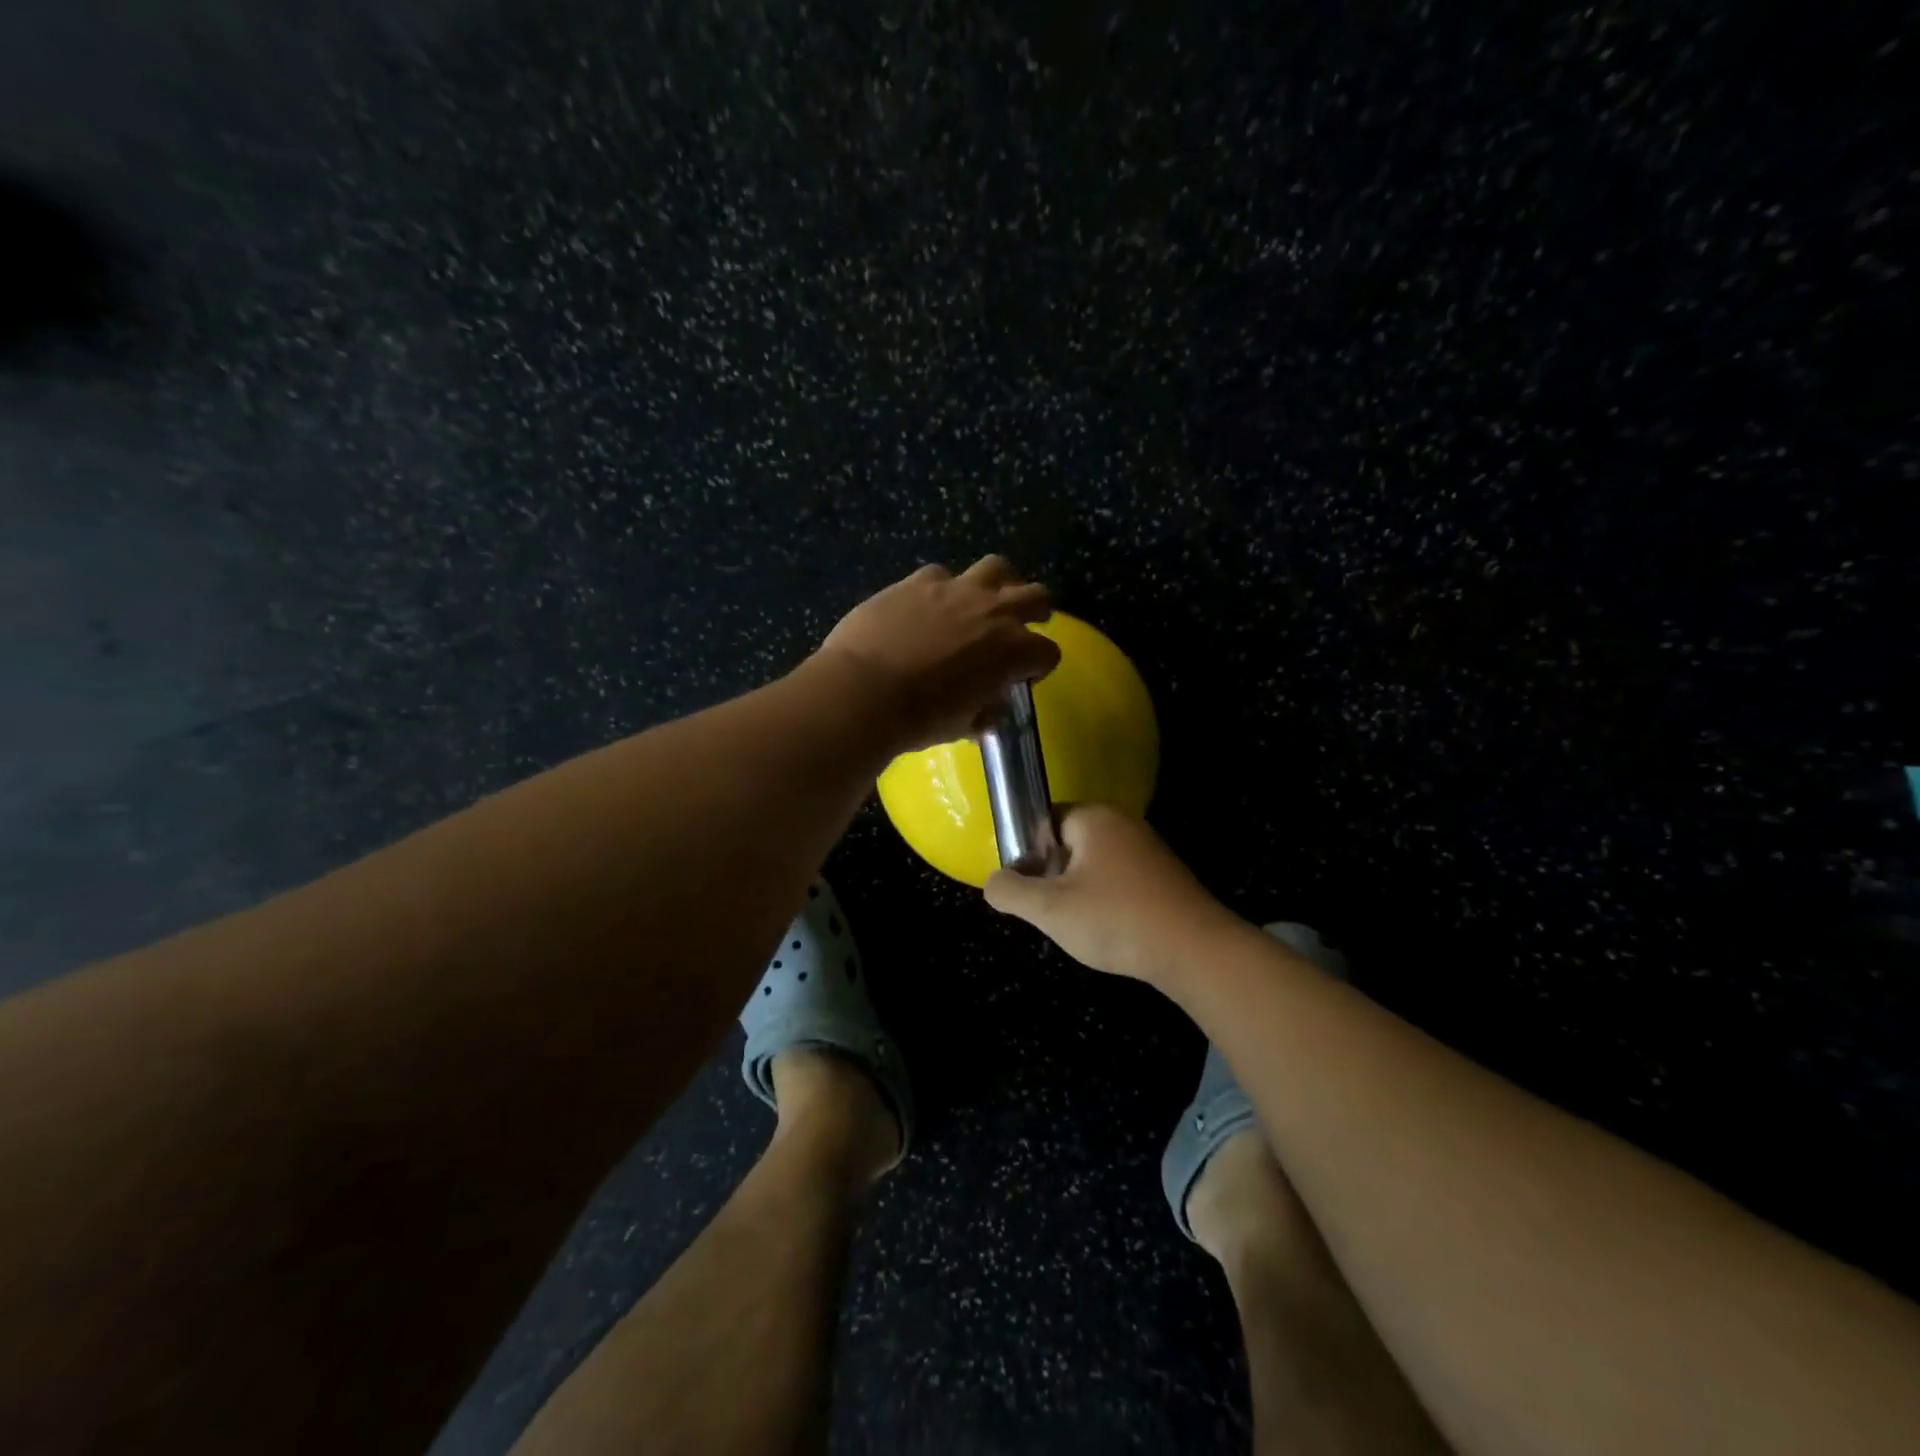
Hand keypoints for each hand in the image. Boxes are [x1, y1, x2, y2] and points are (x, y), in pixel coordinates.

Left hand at [815, 557, 1060, 754]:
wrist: (865, 691)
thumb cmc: (920, 717)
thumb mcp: (963, 725)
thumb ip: (985, 711)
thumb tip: (992, 708)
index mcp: (1013, 650)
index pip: (1048, 652)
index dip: (1039, 666)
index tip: (1023, 678)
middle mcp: (993, 611)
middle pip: (1036, 596)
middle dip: (1035, 611)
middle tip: (1021, 626)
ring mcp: (956, 589)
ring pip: (996, 568)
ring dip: (998, 584)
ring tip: (985, 601)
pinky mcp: (918, 581)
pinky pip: (941, 575)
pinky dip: (943, 589)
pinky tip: (928, 605)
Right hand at [983, 804, 1246, 983]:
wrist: (1196, 952)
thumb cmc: (1115, 920)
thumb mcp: (1049, 909)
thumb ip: (1010, 891)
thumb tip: (993, 882)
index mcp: (1093, 817)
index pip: (1043, 820)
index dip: (1027, 853)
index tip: (1027, 889)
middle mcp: (1122, 823)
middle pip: (1067, 843)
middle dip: (1053, 876)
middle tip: (1051, 911)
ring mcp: (1147, 848)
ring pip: (1093, 865)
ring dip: (1079, 892)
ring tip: (1079, 925)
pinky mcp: (1164, 876)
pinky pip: (1119, 880)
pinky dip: (1107, 901)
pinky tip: (1109, 930)